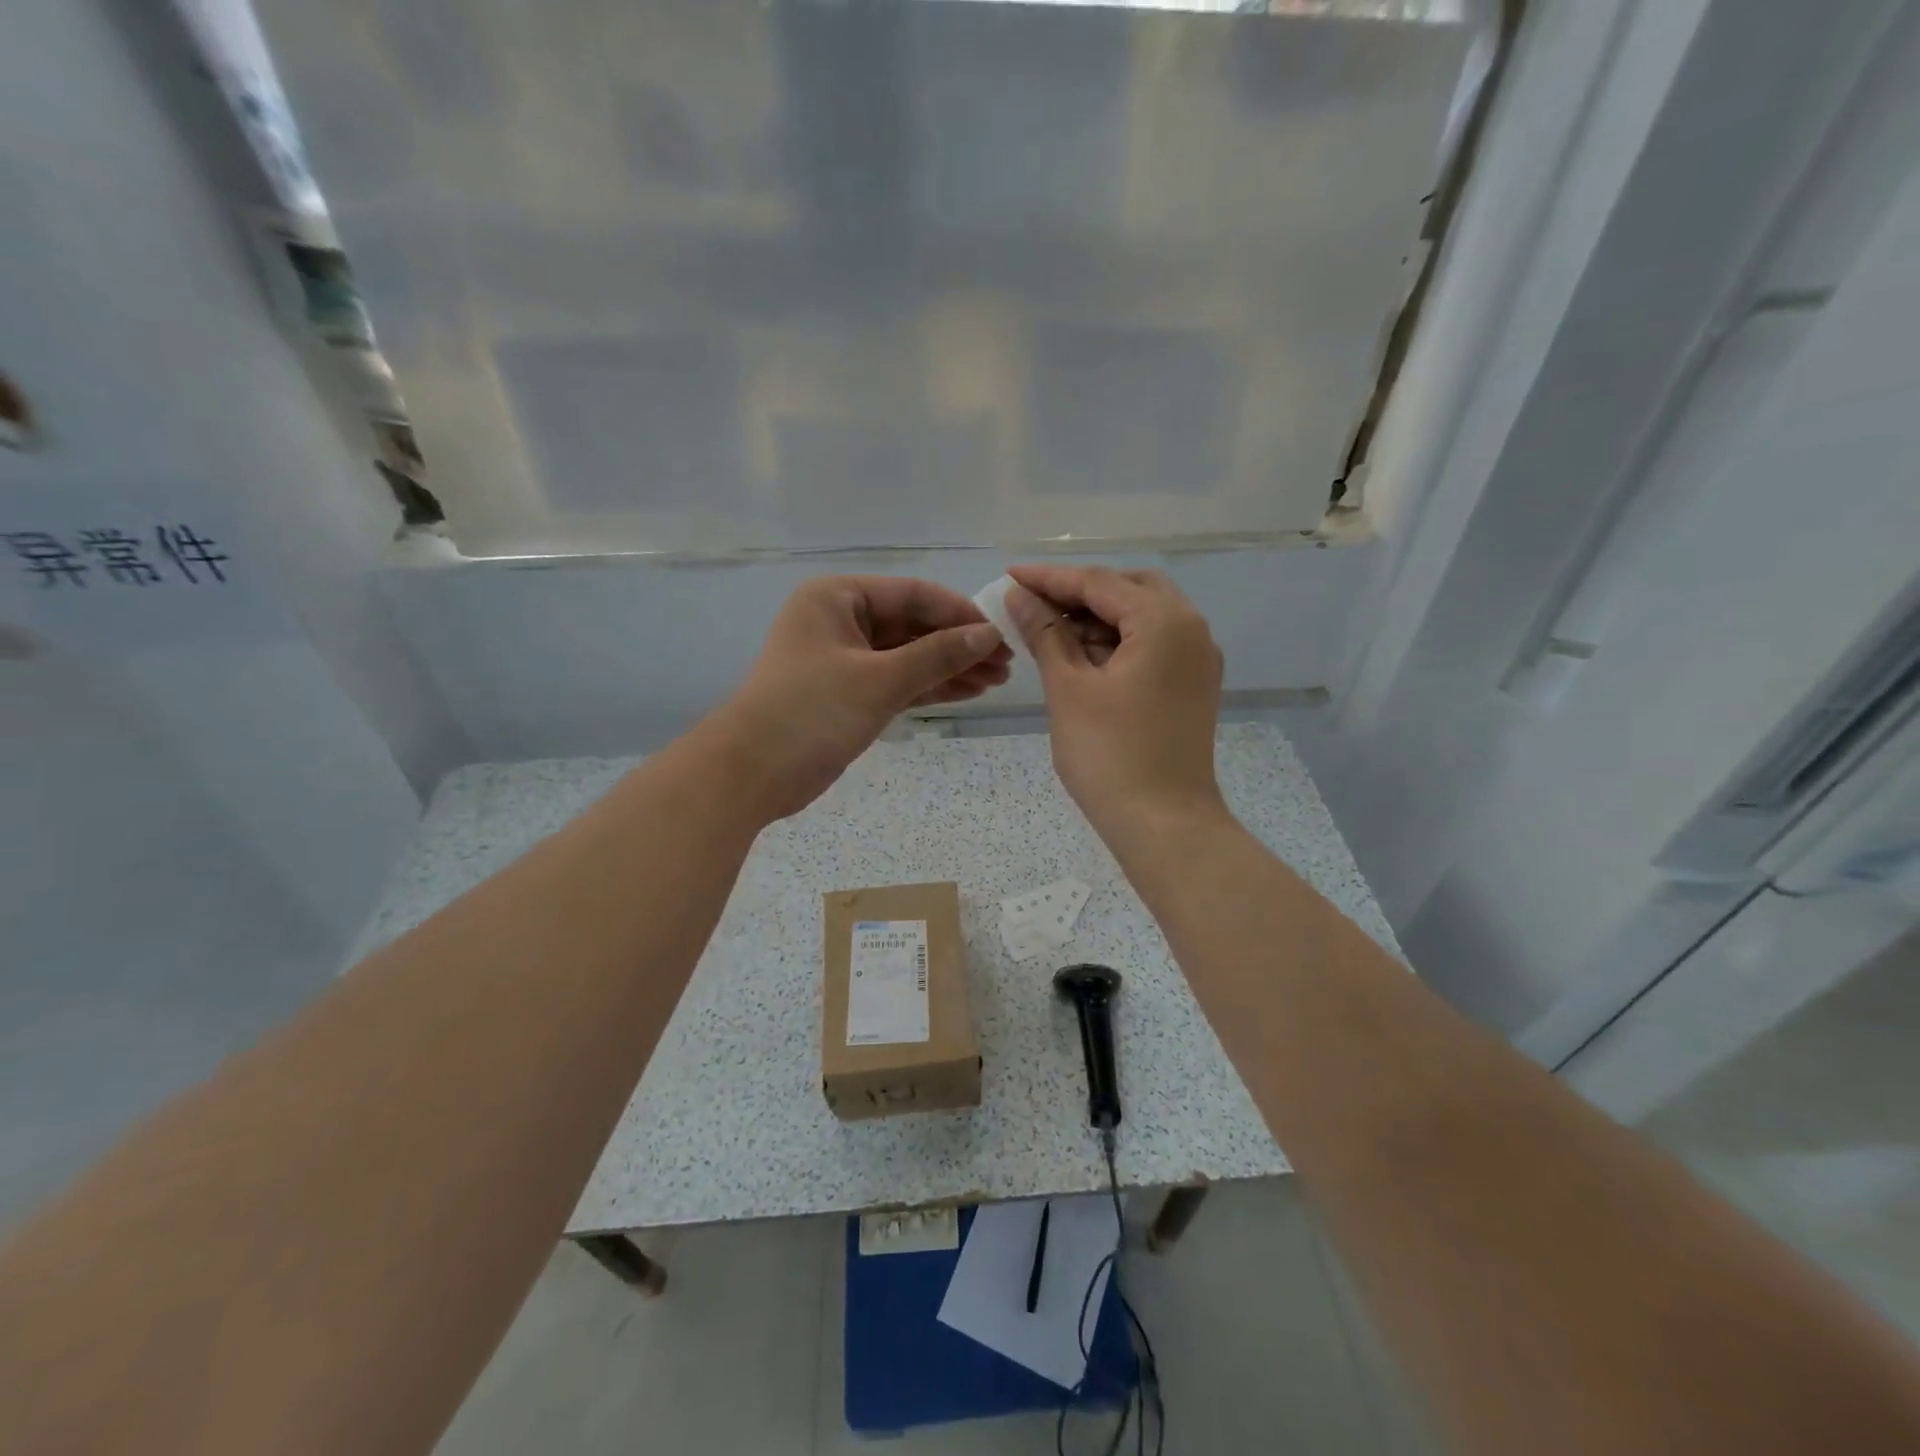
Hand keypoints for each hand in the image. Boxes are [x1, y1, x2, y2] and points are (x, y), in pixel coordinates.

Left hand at [705, 576, 1009, 820]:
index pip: (913, 595)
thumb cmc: (811, 711)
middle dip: (958, 644)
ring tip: (996, 681)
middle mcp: (840, 620)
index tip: (1001, 635)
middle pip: (913, 625)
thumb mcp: (879, 680)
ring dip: (949, 667)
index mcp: (838, 597)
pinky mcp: (848, 693)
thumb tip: (988, 635)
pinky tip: (967, 692)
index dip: (960, 614)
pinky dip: (929, 687)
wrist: (751, 773)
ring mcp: (844, 658)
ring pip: (908, 656)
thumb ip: (937, 655)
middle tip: (1005, 664)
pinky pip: (897, 681)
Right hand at [1005, 564, 1224, 841]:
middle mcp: (1191, 629)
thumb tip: (1020, 596)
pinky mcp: (1192, 686)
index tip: (1010, 576)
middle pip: (1129, 590)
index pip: (1099, 582)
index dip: (1050, 579)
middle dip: (1080, 593)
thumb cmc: (1110, 756)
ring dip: (1098, 618)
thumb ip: (1045, 634)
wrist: (1164, 825)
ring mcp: (1197, 660)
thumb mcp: (1068, 689)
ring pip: (1143, 617)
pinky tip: (1082, 658)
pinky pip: (1152, 645)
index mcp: (1164, 621)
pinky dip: (1118, 643)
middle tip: (1034, 605)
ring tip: (1050, 634)